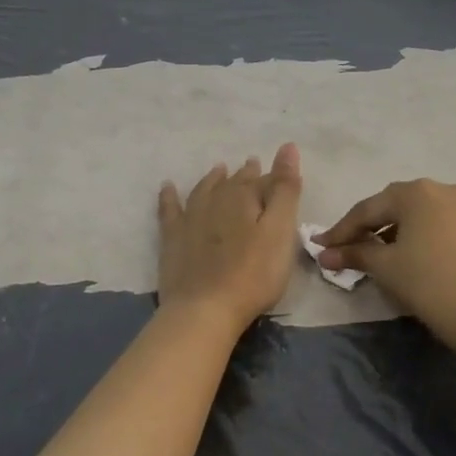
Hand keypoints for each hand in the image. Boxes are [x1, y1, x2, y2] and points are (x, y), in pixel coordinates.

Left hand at [158, 144, 302, 334]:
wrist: (204, 309)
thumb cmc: (253, 274)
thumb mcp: (280, 231)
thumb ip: (286, 190)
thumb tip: (288, 147)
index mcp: (244, 198)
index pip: (263, 181)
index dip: (273, 177)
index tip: (279, 173)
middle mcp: (215, 200)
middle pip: (233, 183)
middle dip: (245, 175)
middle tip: (252, 165)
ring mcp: (190, 218)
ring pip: (204, 190)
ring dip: (213, 179)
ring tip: (220, 169)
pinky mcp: (172, 239)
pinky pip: (169, 208)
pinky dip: (169, 196)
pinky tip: (167, 187)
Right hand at [315, 179, 455, 338]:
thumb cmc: (428, 283)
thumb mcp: (385, 267)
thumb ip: (354, 255)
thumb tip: (325, 254)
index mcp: (415, 191)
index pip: (367, 209)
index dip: (341, 230)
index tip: (322, 247)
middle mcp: (443, 189)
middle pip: (395, 206)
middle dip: (369, 228)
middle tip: (347, 249)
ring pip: (420, 215)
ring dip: (396, 231)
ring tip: (379, 255)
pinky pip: (441, 225)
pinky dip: (421, 237)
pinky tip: (412, 256)